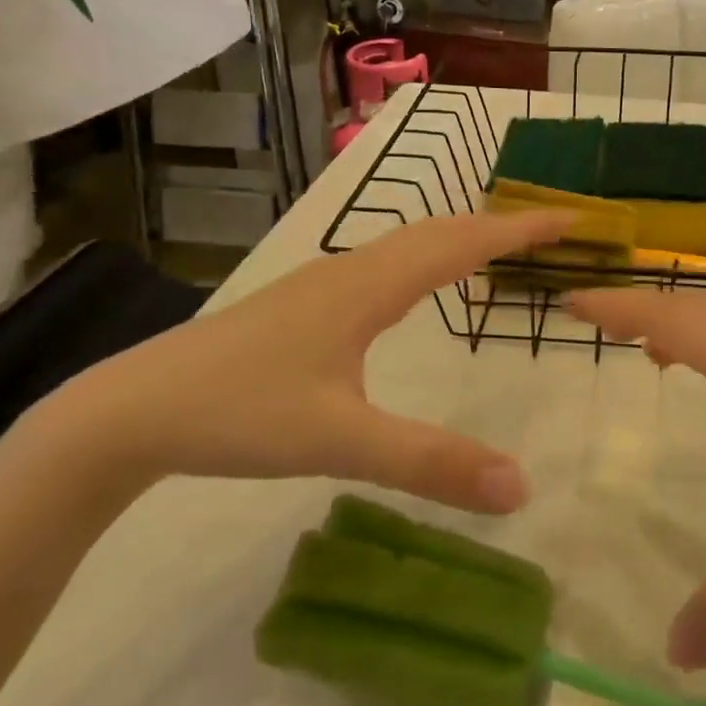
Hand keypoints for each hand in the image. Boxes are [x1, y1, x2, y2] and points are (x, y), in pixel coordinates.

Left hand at [30, 211, 573, 511]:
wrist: (132, 408)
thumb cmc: (238, 413)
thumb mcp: (339, 442)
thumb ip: (428, 463)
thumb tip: (521, 487)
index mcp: (368, 287)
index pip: (461, 243)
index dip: (520, 230)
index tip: (572, 218)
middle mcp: (349, 271)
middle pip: (437, 232)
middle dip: (498, 227)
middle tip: (551, 231)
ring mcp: (320, 286)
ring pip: (405, 246)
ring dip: (458, 239)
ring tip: (497, 249)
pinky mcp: (301, 307)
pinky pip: (382, 266)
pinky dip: (423, 261)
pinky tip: (413, 288)